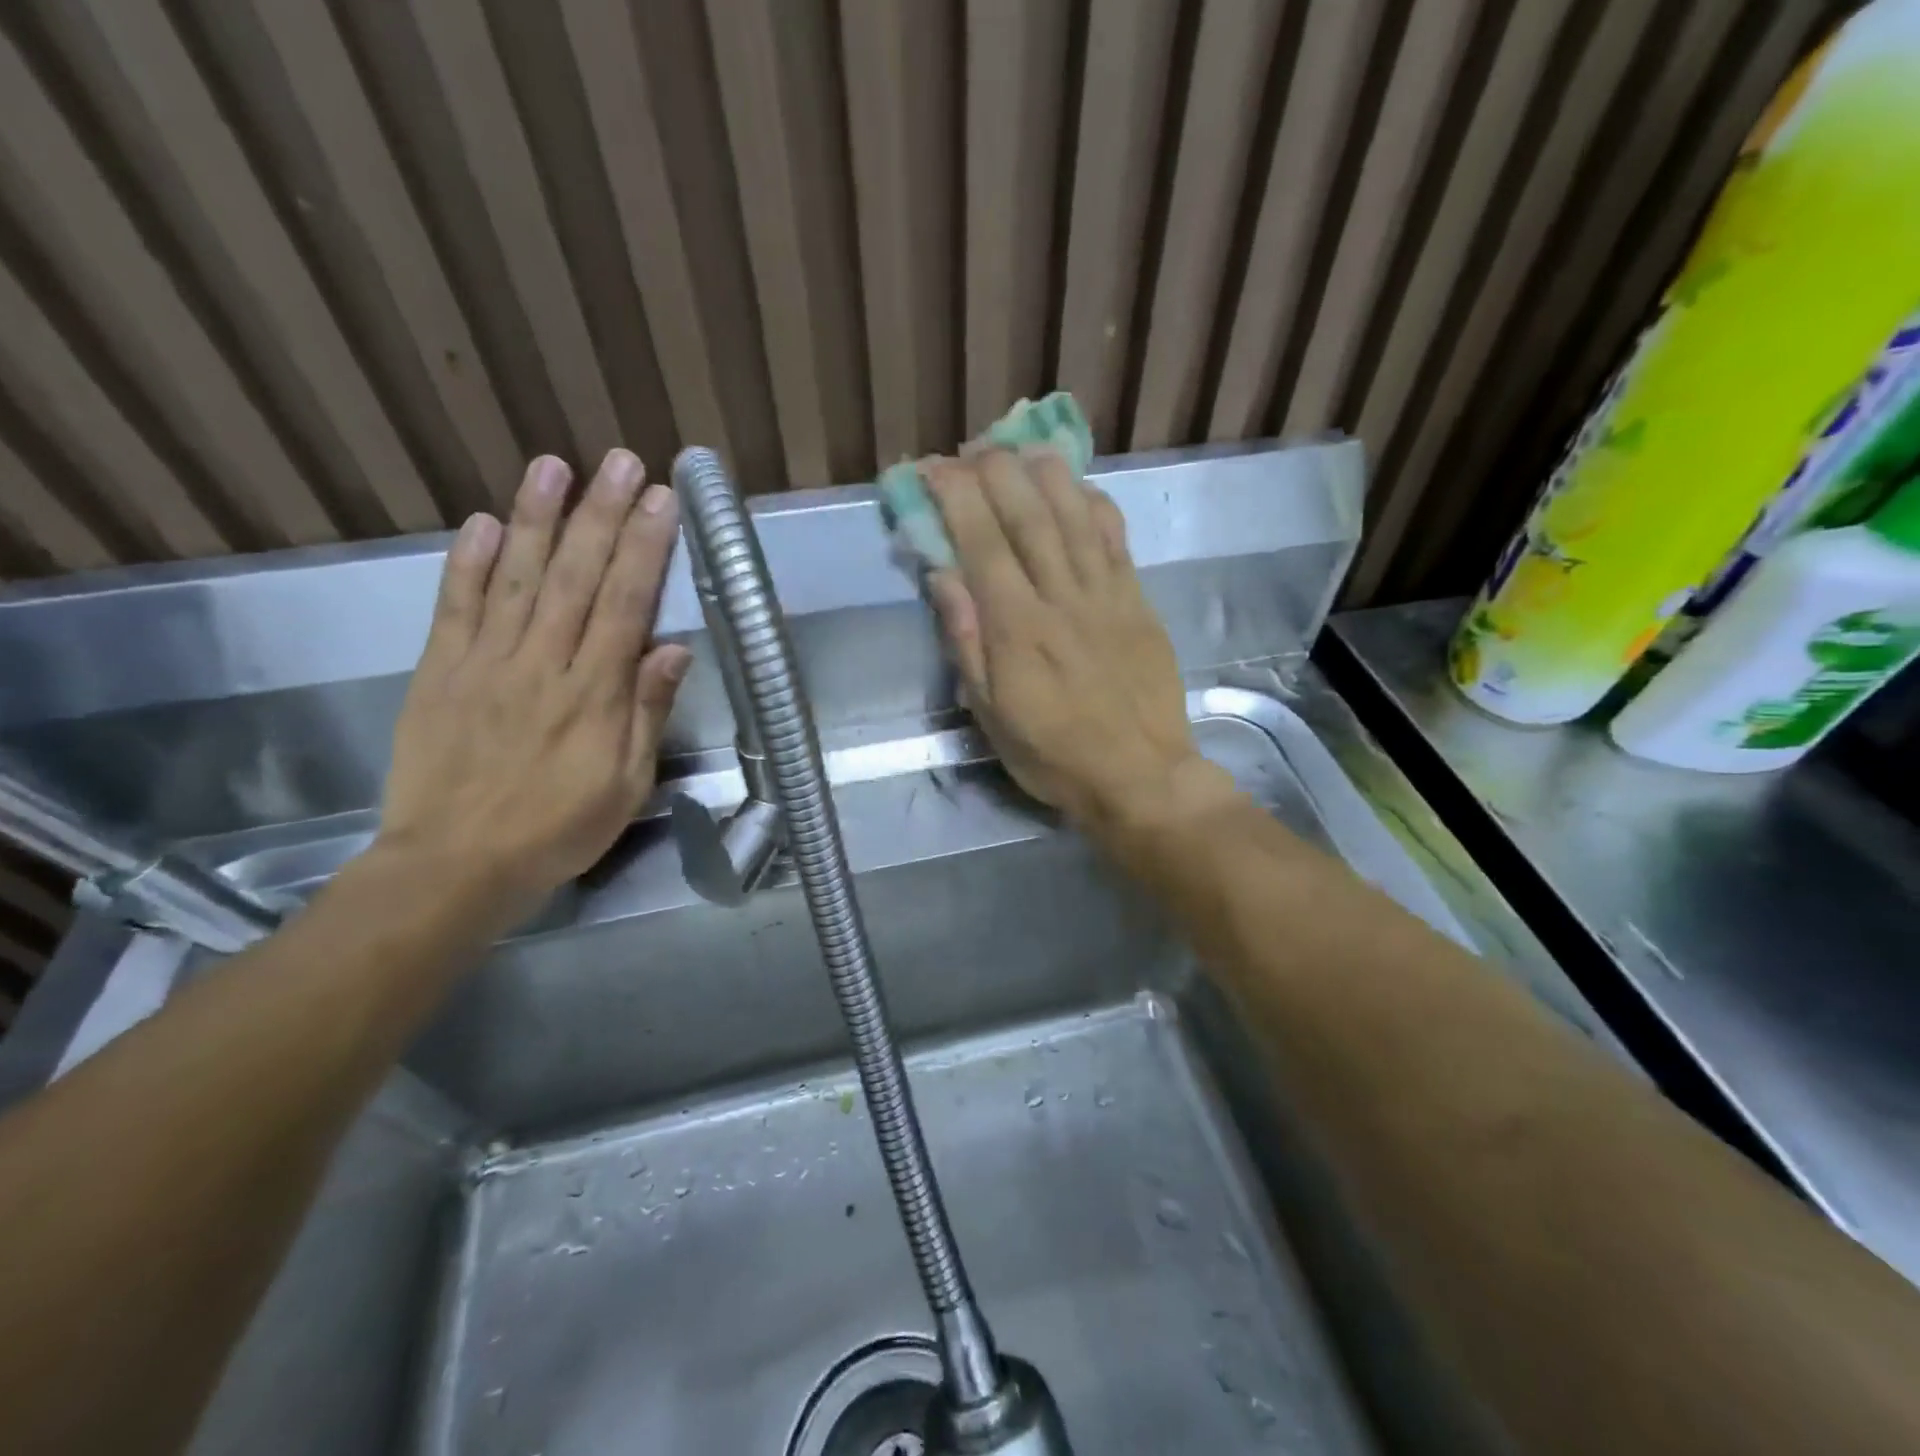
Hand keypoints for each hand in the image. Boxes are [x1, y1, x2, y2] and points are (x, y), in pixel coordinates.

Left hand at [376, 450, 690, 910]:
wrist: (454, 866)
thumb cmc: (558, 830)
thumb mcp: (626, 785)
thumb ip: (646, 713)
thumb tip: (673, 649)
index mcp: (595, 694)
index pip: (626, 604)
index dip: (646, 548)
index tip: (662, 501)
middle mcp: (543, 664)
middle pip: (578, 577)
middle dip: (602, 515)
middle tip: (621, 461)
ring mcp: (486, 663)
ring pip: (519, 578)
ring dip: (540, 519)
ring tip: (556, 466)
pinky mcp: (440, 672)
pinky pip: (456, 608)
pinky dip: (469, 562)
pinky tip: (486, 522)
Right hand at [923, 448, 1223, 835]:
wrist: (1139, 775)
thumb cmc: (1053, 754)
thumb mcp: (991, 714)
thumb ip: (967, 642)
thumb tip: (944, 577)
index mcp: (1017, 628)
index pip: (982, 542)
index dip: (956, 497)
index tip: (933, 468)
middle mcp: (1061, 598)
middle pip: (1028, 516)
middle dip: (996, 471)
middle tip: (972, 446)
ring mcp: (1106, 595)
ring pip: (1075, 516)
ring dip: (1046, 474)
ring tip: (1022, 447)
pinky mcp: (1138, 602)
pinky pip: (1117, 540)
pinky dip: (1097, 505)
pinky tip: (1080, 487)